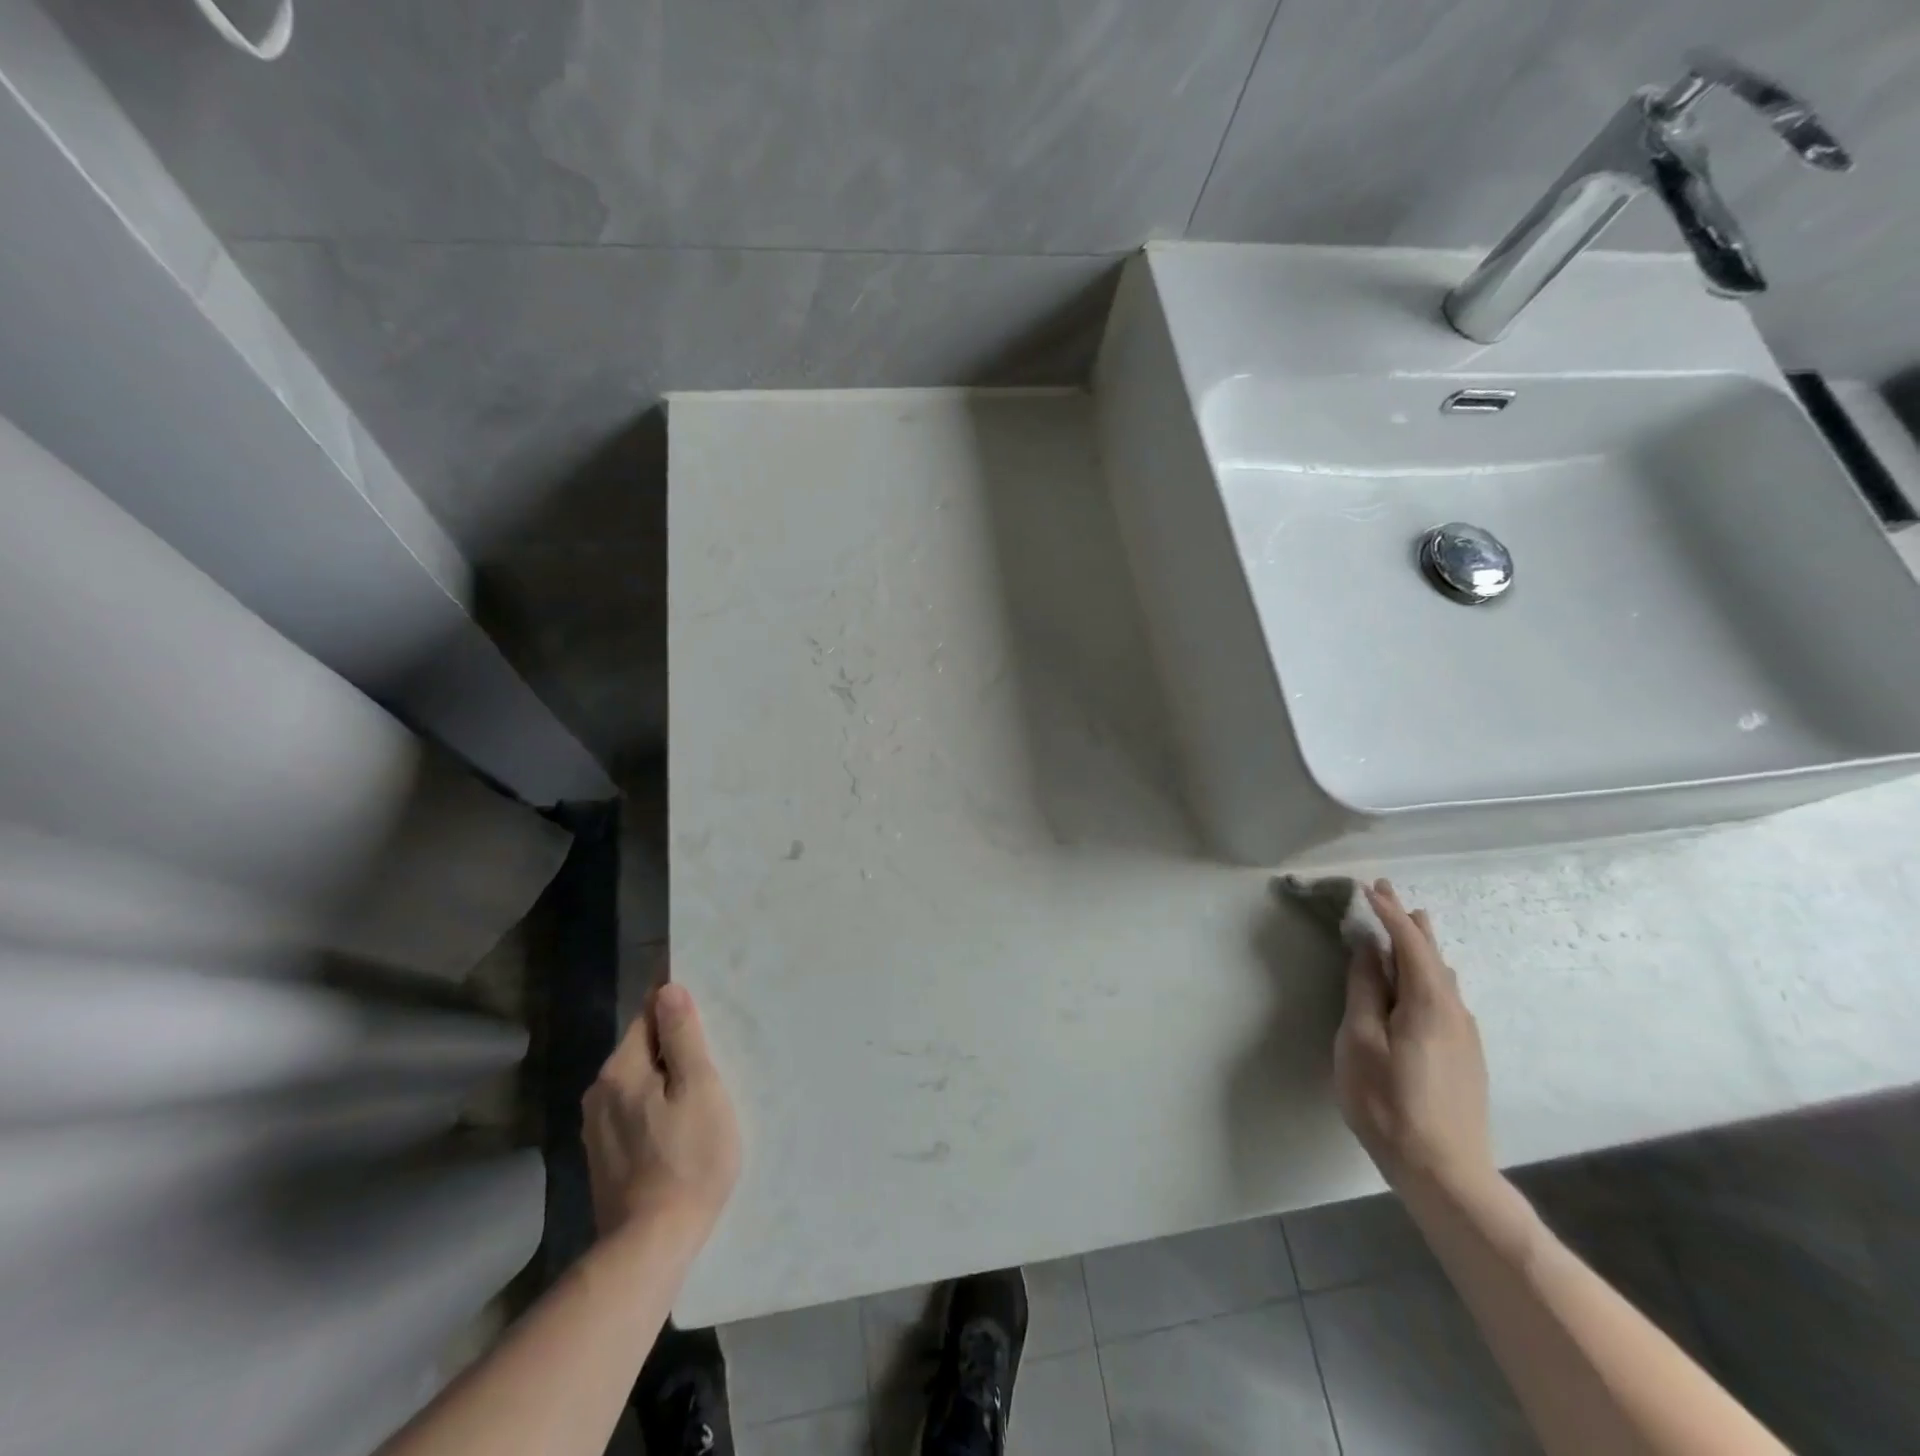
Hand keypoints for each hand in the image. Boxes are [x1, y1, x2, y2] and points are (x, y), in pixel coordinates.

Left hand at [583, 981, 740, 1246]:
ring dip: (666, 1078)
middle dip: (673, 1046)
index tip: (705, 1013)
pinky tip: (679, 1126)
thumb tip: (668, 989)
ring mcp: (597, 1129)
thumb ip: (682, 1037)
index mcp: (619, 1070)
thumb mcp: (699, 1088)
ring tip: (701, 1091)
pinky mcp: (605, 1158)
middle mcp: (599, 1093)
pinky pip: (634, 1111)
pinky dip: (657, 1107)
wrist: (650, 1247)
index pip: (647, 1016)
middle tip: (713, 1055)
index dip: (676, 1008)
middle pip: (641, 1049)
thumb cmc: (687, 1159)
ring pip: (638, 1082)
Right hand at [1333, 880, 1493, 1195]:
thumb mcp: (1360, 1041)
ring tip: (1411, 923)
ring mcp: (1465, 1035)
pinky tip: (1422, 979)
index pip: (1409, 942)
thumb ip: (1365, 990)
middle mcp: (1454, 1010)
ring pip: (1441, 976)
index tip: (1366, 887)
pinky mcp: (1465, 1056)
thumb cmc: (1389, 1102)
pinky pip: (1445, 996)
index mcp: (1428, 1001)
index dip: (1387, 912)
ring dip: (1421, 947)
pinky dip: (1427, 972)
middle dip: (1408, 921)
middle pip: (1431, 954)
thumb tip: (1369, 948)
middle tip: (1388, 892)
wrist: (1446, 1173)